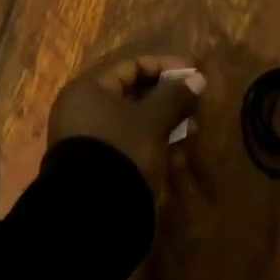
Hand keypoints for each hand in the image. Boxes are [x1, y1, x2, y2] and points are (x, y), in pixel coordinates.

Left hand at [49, 56, 206, 189]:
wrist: (90, 213)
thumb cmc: (122, 149)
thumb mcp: (153, 120)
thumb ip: (175, 96)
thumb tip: (198, 80)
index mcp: (88, 89)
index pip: (132, 66)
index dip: (165, 67)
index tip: (192, 75)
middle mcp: (81, 109)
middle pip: (131, 93)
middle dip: (166, 98)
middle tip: (193, 104)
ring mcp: (85, 139)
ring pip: (131, 121)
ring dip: (163, 122)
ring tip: (191, 130)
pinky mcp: (93, 164)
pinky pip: (126, 143)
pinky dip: (150, 143)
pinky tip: (176, 155)